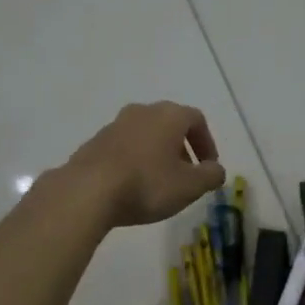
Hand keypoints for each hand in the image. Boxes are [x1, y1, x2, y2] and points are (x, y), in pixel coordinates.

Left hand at [59, 102, 226, 228]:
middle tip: (186, 175)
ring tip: (159, 183)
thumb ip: (211, 175)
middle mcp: (141, 112)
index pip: (196, 120)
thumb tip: (216, 169)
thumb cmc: (147, 184)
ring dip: (157, 154)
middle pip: (169, 125)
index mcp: (169, 115)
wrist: (88, 191)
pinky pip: (124, 148)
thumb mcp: (190, 186)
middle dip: (181, 148)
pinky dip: (135, 161)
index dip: (207, 143)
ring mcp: (114, 125)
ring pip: (145, 135)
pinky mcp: (94, 143)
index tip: (209, 167)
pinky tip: (132, 186)